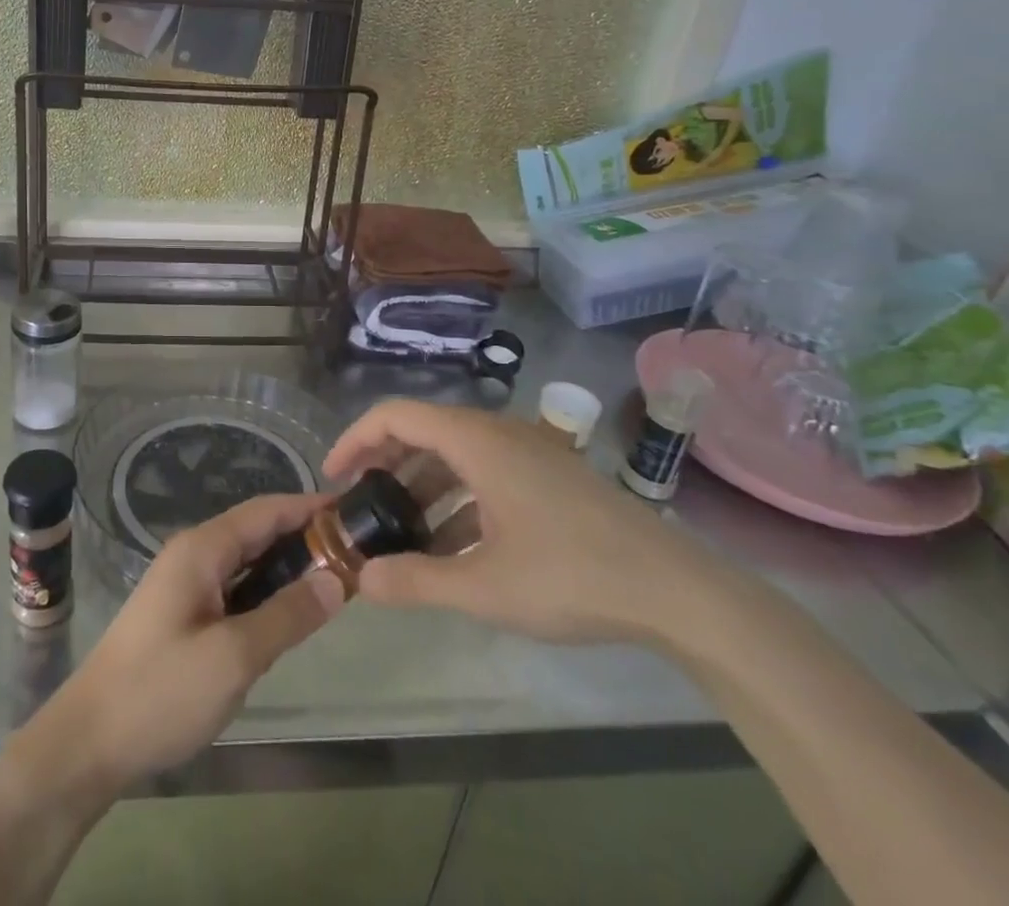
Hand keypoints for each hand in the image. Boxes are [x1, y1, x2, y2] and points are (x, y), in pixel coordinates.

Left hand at [23, 493, 345, 795]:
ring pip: (247, 561)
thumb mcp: (234, 657)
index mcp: (202, 549)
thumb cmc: (161, 692)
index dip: (310, 507)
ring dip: (286, 566)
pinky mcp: (183, 614)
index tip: (355, 513)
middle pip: (257, 531)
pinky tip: (289, 613)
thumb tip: (337, 580)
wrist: (89, 742)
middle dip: (304, 537)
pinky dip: (266, 591)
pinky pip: (234, 587)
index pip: (266, 510)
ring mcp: (185, 584)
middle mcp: (194, 554)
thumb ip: (287, 615)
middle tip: (356, 553)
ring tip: (335, 581)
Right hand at [324, 398, 706, 644]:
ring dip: (421, 489)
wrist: (676, 591)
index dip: (354, 440)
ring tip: (399, 535)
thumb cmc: (573, 575)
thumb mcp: (485, 587)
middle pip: (422, 432)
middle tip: (360, 508)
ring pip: (454, 456)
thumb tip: (360, 579)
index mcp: (476, 441)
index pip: (394, 416)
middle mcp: (497, 433)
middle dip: (385, 467)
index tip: (332, 478)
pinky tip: (451, 550)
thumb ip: (417, 581)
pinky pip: (484, 474)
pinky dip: (457, 501)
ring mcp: (527, 452)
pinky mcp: (547, 476)